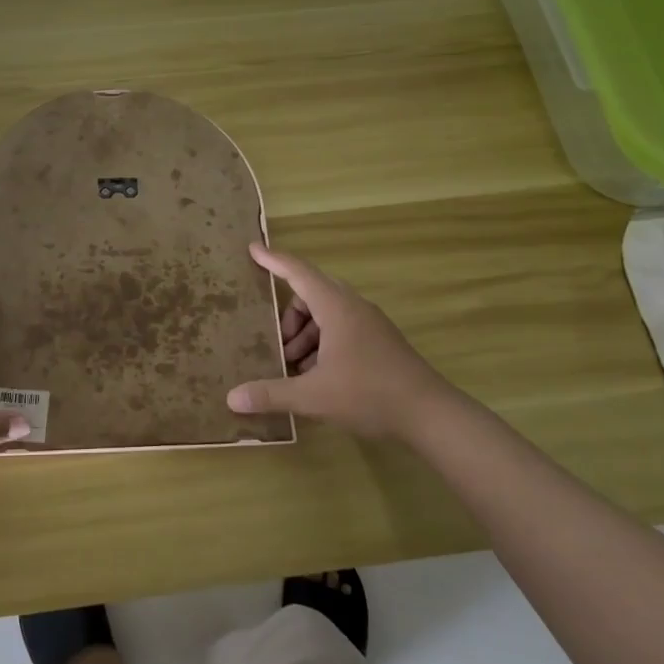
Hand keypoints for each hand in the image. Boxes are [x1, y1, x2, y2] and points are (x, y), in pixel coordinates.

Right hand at [226, 243, 489, 442]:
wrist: (431, 414)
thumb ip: (271, 394)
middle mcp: (353, 308)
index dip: (274, 260)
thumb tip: (232, 398)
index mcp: (336, 308)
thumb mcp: (313, 396)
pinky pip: (341, 330)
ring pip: (327, 316)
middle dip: (288, 316)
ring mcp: (370, 325)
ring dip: (305, 335)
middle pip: (311, 295)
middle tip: (274, 342)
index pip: (299, 273)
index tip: (253, 248)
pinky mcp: (379, 343)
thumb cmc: (369, 394)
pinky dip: (322, 345)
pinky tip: (316, 377)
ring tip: (293, 368)